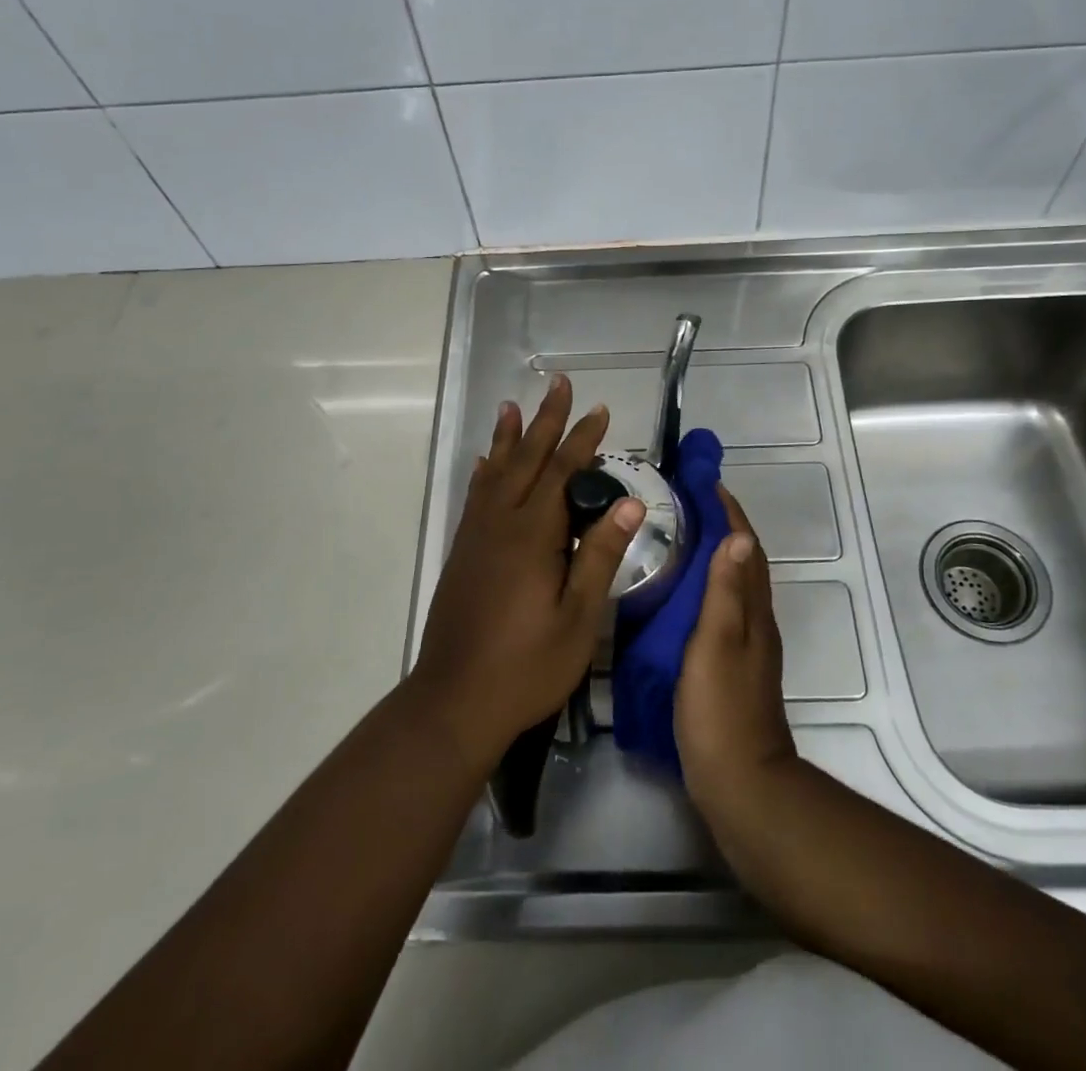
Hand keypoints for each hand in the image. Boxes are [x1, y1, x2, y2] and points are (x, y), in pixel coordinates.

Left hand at [411, 375, 645, 773]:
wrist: (454, 701)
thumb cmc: (527, 666)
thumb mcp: (579, 618)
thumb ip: (600, 556)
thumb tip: (630, 504)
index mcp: (532, 536)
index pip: (563, 473)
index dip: (583, 439)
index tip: (601, 410)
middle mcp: (500, 524)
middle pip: (526, 460)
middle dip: (545, 421)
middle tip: (558, 384)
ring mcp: (476, 537)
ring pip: (495, 472)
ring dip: (508, 437)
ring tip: (512, 405)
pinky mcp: (462, 553)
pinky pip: (475, 497)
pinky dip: (484, 472)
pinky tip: (485, 464)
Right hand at [675, 485, 798, 831]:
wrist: (741, 784)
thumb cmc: (722, 709)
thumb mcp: (718, 644)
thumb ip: (727, 593)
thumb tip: (738, 536)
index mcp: (753, 613)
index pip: (745, 549)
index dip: (730, 514)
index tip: (708, 484)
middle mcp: (756, 623)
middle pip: (744, 563)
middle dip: (723, 528)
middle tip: (688, 504)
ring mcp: (747, 647)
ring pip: (734, 586)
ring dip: (716, 556)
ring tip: (681, 538)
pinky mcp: (732, 667)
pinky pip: (723, 609)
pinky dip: (708, 587)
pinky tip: (683, 595)